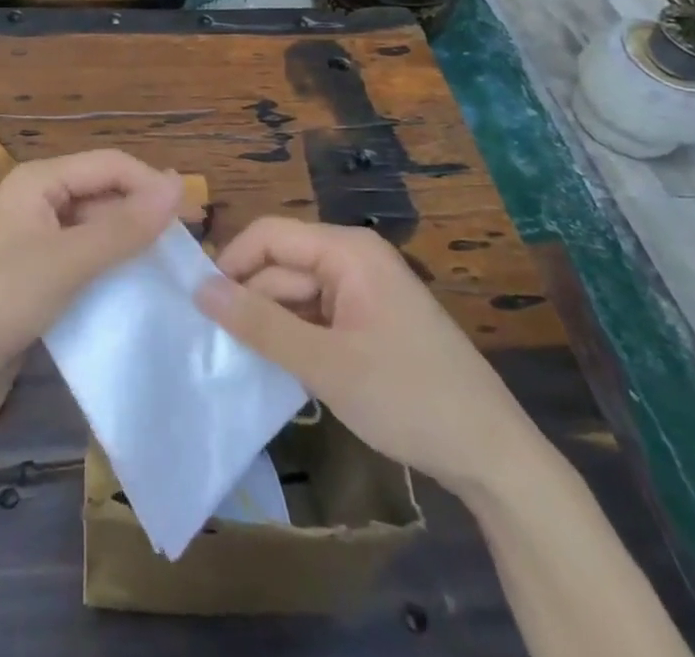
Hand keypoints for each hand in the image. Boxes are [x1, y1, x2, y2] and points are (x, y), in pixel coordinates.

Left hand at [0, 150, 182, 398]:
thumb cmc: (3, 301)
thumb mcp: (69, 261)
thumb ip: (125, 226)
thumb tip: (177, 185)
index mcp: (38, 180)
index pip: (109, 164)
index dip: (151, 184)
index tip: (194, 216)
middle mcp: (37, 199)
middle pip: (103, 191)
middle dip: (144, 210)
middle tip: (190, 241)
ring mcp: (36, 237)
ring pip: (97, 225)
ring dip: (132, 239)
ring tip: (173, 263)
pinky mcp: (38, 272)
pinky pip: (86, 256)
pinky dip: (113, 263)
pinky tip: (140, 284)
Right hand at [196, 218, 542, 495]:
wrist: (494, 457)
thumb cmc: (409, 397)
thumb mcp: (326, 363)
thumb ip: (261, 324)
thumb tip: (200, 289)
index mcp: (347, 251)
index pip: (270, 235)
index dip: (231, 262)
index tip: (199, 304)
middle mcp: (353, 260)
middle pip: (282, 266)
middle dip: (250, 301)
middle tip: (213, 345)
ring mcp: (363, 292)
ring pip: (296, 295)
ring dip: (270, 324)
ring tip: (239, 361)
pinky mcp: (369, 323)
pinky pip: (316, 318)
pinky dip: (295, 339)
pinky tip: (278, 370)